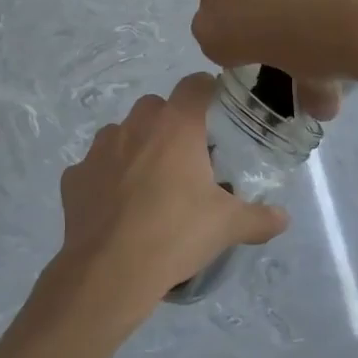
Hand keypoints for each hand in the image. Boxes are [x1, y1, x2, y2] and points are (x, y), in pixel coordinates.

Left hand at [40, 73, 287, 332]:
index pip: (196, 85)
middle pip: (157, 107)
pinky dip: (107, 178)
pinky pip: (95, 166)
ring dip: (137, 147)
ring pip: (123, 133)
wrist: (110, 272)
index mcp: (176, 126)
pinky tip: (117, 207)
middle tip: (187, 159)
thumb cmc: (176, 235)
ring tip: (149, 184)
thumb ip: (260, 218)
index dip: (209, 93)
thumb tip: (283, 218)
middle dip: (171, 124)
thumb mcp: (228, 227)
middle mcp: (135, 126)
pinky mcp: (74, 176)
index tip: (217, 114)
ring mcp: (99, 149)